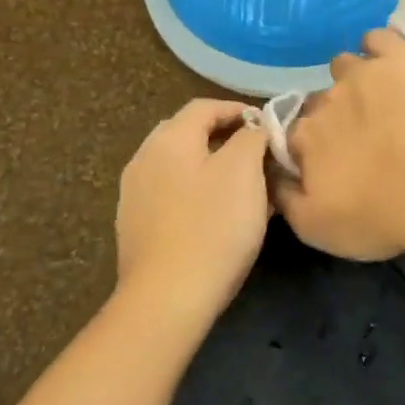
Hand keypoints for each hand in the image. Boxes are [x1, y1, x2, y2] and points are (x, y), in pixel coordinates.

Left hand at [114, 99, 271, 337]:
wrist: (167, 298)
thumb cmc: (213, 226)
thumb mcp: (244, 170)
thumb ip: (251, 137)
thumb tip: (253, 126)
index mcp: (169, 139)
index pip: (205, 106)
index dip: (239, 110)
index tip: (268, 126)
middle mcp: (144, 159)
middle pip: (188, 133)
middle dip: (225, 137)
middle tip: (257, 153)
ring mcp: (135, 195)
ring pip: (181, 166)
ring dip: (212, 167)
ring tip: (244, 186)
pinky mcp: (136, 226)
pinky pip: (173, 194)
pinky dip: (198, 193)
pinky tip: (219, 216)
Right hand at [275, 28, 404, 260]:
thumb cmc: (379, 216)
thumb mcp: (317, 229)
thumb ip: (285, 200)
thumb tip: (271, 177)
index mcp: (304, 137)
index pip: (296, 132)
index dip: (311, 146)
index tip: (329, 159)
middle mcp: (325, 100)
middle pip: (321, 100)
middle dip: (335, 115)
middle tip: (361, 136)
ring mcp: (363, 74)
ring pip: (346, 65)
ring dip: (354, 79)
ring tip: (378, 98)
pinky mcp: (401, 59)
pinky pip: (380, 38)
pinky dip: (380, 46)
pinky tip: (390, 60)